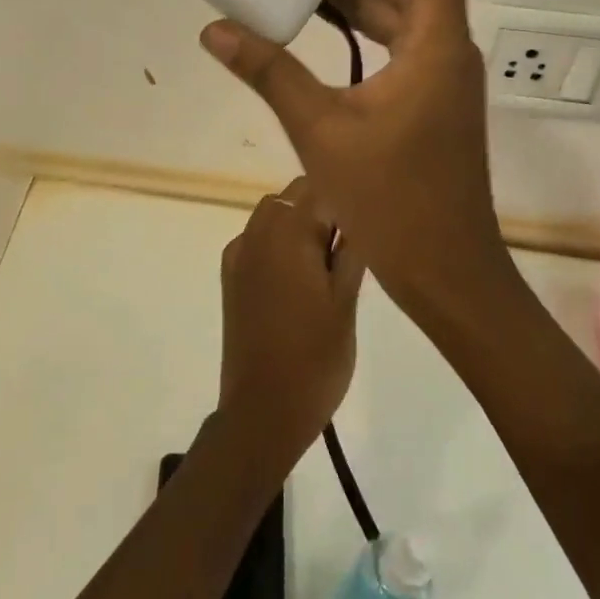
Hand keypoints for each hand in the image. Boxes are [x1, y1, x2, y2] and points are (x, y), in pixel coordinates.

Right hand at [201, 0, 512, 326]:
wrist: (447, 271)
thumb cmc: (394, 204)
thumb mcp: (320, 132)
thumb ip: (268, 72)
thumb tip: (215, 31)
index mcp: (436, 40)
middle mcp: (446, 42)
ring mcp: (438, 67)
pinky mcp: (425, 90)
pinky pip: (393, 32)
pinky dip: (356, 17)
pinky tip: (311, 19)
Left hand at [217, 178, 363, 469]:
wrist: (262, 412)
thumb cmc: (315, 359)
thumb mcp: (346, 302)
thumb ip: (352, 250)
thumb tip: (359, 213)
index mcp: (288, 233)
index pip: (321, 187)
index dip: (348, 195)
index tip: (369, 214)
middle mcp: (258, 232)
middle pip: (294, 195)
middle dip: (324, 206)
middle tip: (353, 244)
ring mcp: (239, 253)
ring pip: (274, 212)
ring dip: (300, 221)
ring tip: (327, 260)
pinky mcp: (231, 275)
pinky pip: (258, 237)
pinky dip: (278, 240)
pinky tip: (297, 274)